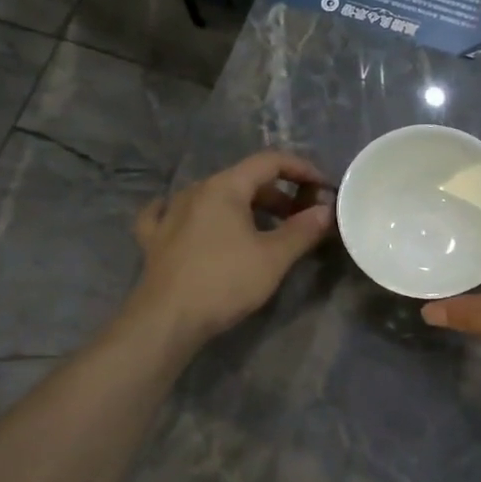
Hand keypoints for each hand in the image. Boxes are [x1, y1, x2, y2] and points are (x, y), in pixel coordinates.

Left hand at [124, 150, 332, 348]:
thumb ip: (303, 230)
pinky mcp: (154, 238)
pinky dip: (191, 214)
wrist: (167, 319)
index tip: (322, 187)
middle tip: (301, 218)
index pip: (269, 162)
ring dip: (243, 206)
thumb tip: (325, 210)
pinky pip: (172, 214)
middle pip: (243, 180)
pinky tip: (187, 217)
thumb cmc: (225, 282)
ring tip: (263, 228)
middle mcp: (195, 191)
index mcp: (225, 187)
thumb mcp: (274, 258)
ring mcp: (170, 213)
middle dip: (277, 194)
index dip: (300, 169)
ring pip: (213, 197)